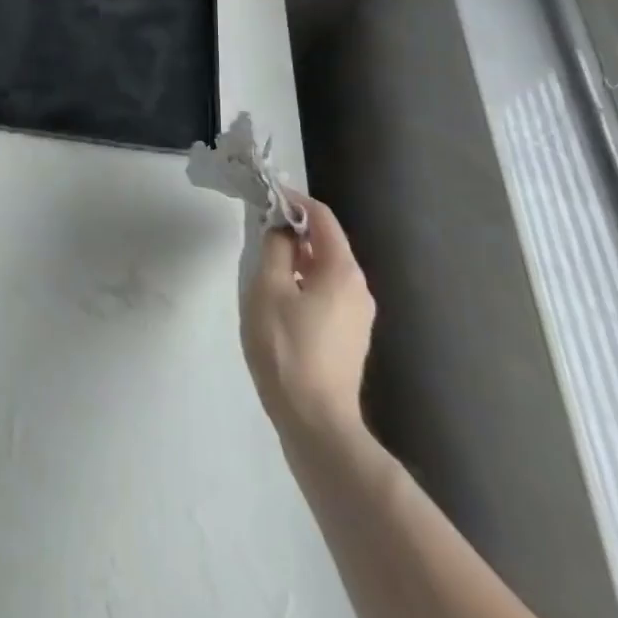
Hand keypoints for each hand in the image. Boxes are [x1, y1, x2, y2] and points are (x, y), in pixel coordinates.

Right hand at [241, 194, 374, 441]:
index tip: (265, 195)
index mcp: (342, 270)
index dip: (293, 200)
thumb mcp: (267, 288)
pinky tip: (280, 298)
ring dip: (297, 257)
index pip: (321, 217)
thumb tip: (280, 229)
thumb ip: (274, 248)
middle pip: (326, 242)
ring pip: (326, 269)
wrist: (316, 422)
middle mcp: (358, 288)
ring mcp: (358, 315)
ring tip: (265, 262)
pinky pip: (327, 293)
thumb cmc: (286, 347)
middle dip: (294, 229)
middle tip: (259, 229)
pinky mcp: (350, 337)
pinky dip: (305, 281)